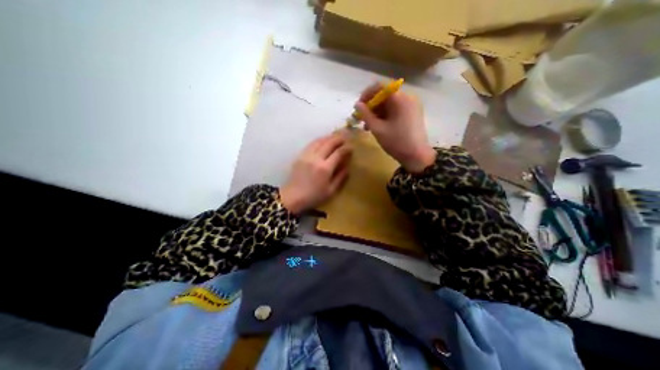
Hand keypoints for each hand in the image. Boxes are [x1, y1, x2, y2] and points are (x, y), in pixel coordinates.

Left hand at [278, 133, 353, 214]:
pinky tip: (323, 141)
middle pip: (329, 143)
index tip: (351, 147)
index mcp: (325, 168)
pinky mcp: (300, 156)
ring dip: (329, 137)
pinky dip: (319, 140)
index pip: (338, 153)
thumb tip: (347, 167)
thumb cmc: (314, 196)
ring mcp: (307, 156)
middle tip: (345, 138)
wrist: (293, 197)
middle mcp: (316, 158)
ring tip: (335, 137)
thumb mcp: (331, 191)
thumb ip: (340, 178)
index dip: (346, 148)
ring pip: (319, 141)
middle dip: (339, 139)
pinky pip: (311, 144)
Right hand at [356, 81, 433, 172]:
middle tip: (361, 118)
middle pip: (385, 95)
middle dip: (371, 105)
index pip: (380, 86)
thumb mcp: (377, 129)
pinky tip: (378, 126)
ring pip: (389, 103)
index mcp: (400, 99)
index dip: (367, 94)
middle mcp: (407, 98)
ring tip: (368, 126)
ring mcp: (411, 106)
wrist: (417, 156)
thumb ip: (366, 115)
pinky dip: (385, 115)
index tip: (359, 106)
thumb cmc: (396, 142)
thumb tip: (357, 104)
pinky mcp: (412, 113)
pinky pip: (395, 109)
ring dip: (377, 112)